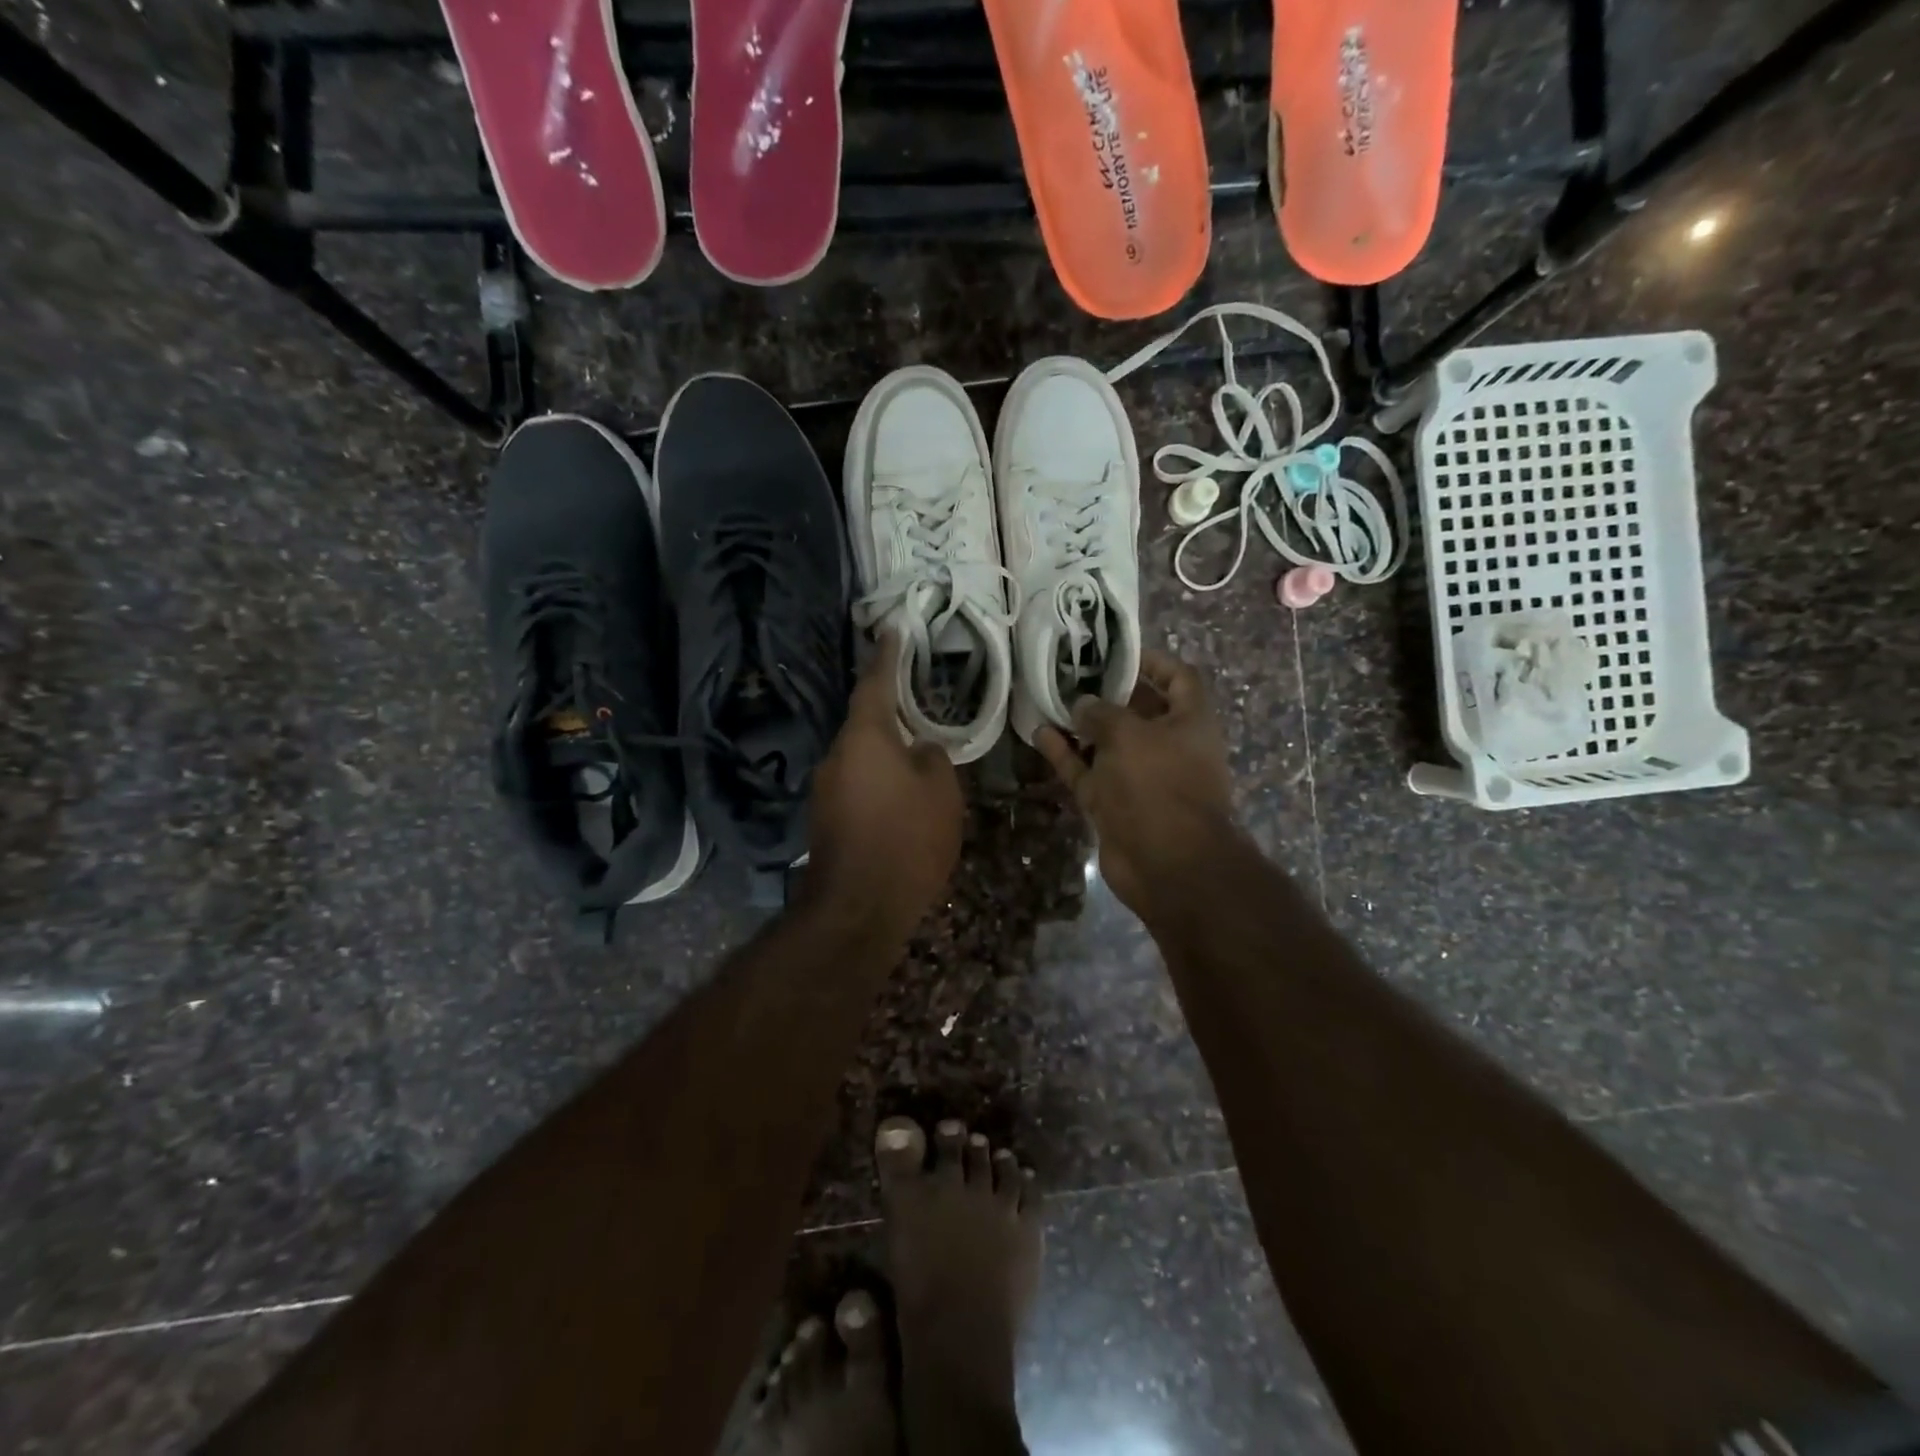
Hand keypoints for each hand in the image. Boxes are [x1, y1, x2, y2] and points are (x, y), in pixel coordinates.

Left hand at [799, 633, 963, 934]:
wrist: (859, 907)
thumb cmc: (907, 838)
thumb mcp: (940, 790)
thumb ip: (932, 756)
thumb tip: (919, 748)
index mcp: (864, 736)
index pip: (875, 683)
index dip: (887, 655)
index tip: (891, 630)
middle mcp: (836, 755)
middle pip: (865, 723)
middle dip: (890, 714)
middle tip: (920, 707)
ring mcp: (826, 789)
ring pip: (861, 758)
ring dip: (886, 754)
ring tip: (918, 760)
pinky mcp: (826, 820)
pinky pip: (857, 786)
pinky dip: (879, 783)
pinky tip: (901, 800)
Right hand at [1035, 649, 1236, 920]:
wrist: (1167, 864)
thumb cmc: (1159, 785)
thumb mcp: (1129, 734)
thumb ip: (1101, 712)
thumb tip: (1082, 704)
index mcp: (1190, 722)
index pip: (1178, 677)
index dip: (1151, 661)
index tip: (1115, 652)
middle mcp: (1168, 746)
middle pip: (1137, 710)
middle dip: (1106, 692)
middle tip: (1070, 673)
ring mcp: (1139, 777)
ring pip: (1106, 743)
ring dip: (1080, 725)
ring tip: (1048, 700)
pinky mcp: (1114, 803)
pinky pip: (1087, 771)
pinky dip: (1066, 754)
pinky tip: (1039, 733)